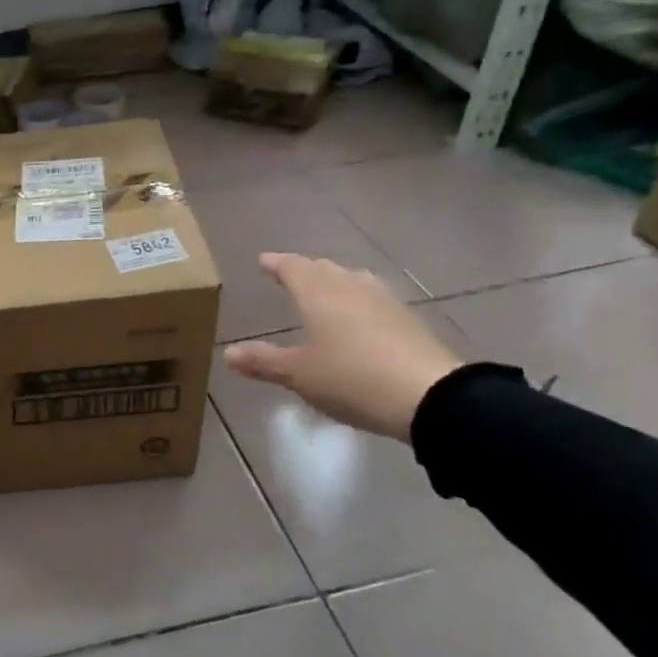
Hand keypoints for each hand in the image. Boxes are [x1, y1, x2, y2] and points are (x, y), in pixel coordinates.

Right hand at [223, 255, 462, 440]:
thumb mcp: (299, 375)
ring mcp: (384, 301)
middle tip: (291, 274)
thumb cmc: (351, 378)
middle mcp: (351, 288)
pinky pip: (374, 299)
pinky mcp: (408, 320)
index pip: (293, 268)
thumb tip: (228, 353)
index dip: (277, 264)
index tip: (264, 260)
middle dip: (306, 270)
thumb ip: (264, 362)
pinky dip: (358, 301)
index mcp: (319, 294)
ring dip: (335, 281)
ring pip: (353, 280)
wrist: (429, 396)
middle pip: (325, 269)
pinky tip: (360, 317)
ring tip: (326, 290)